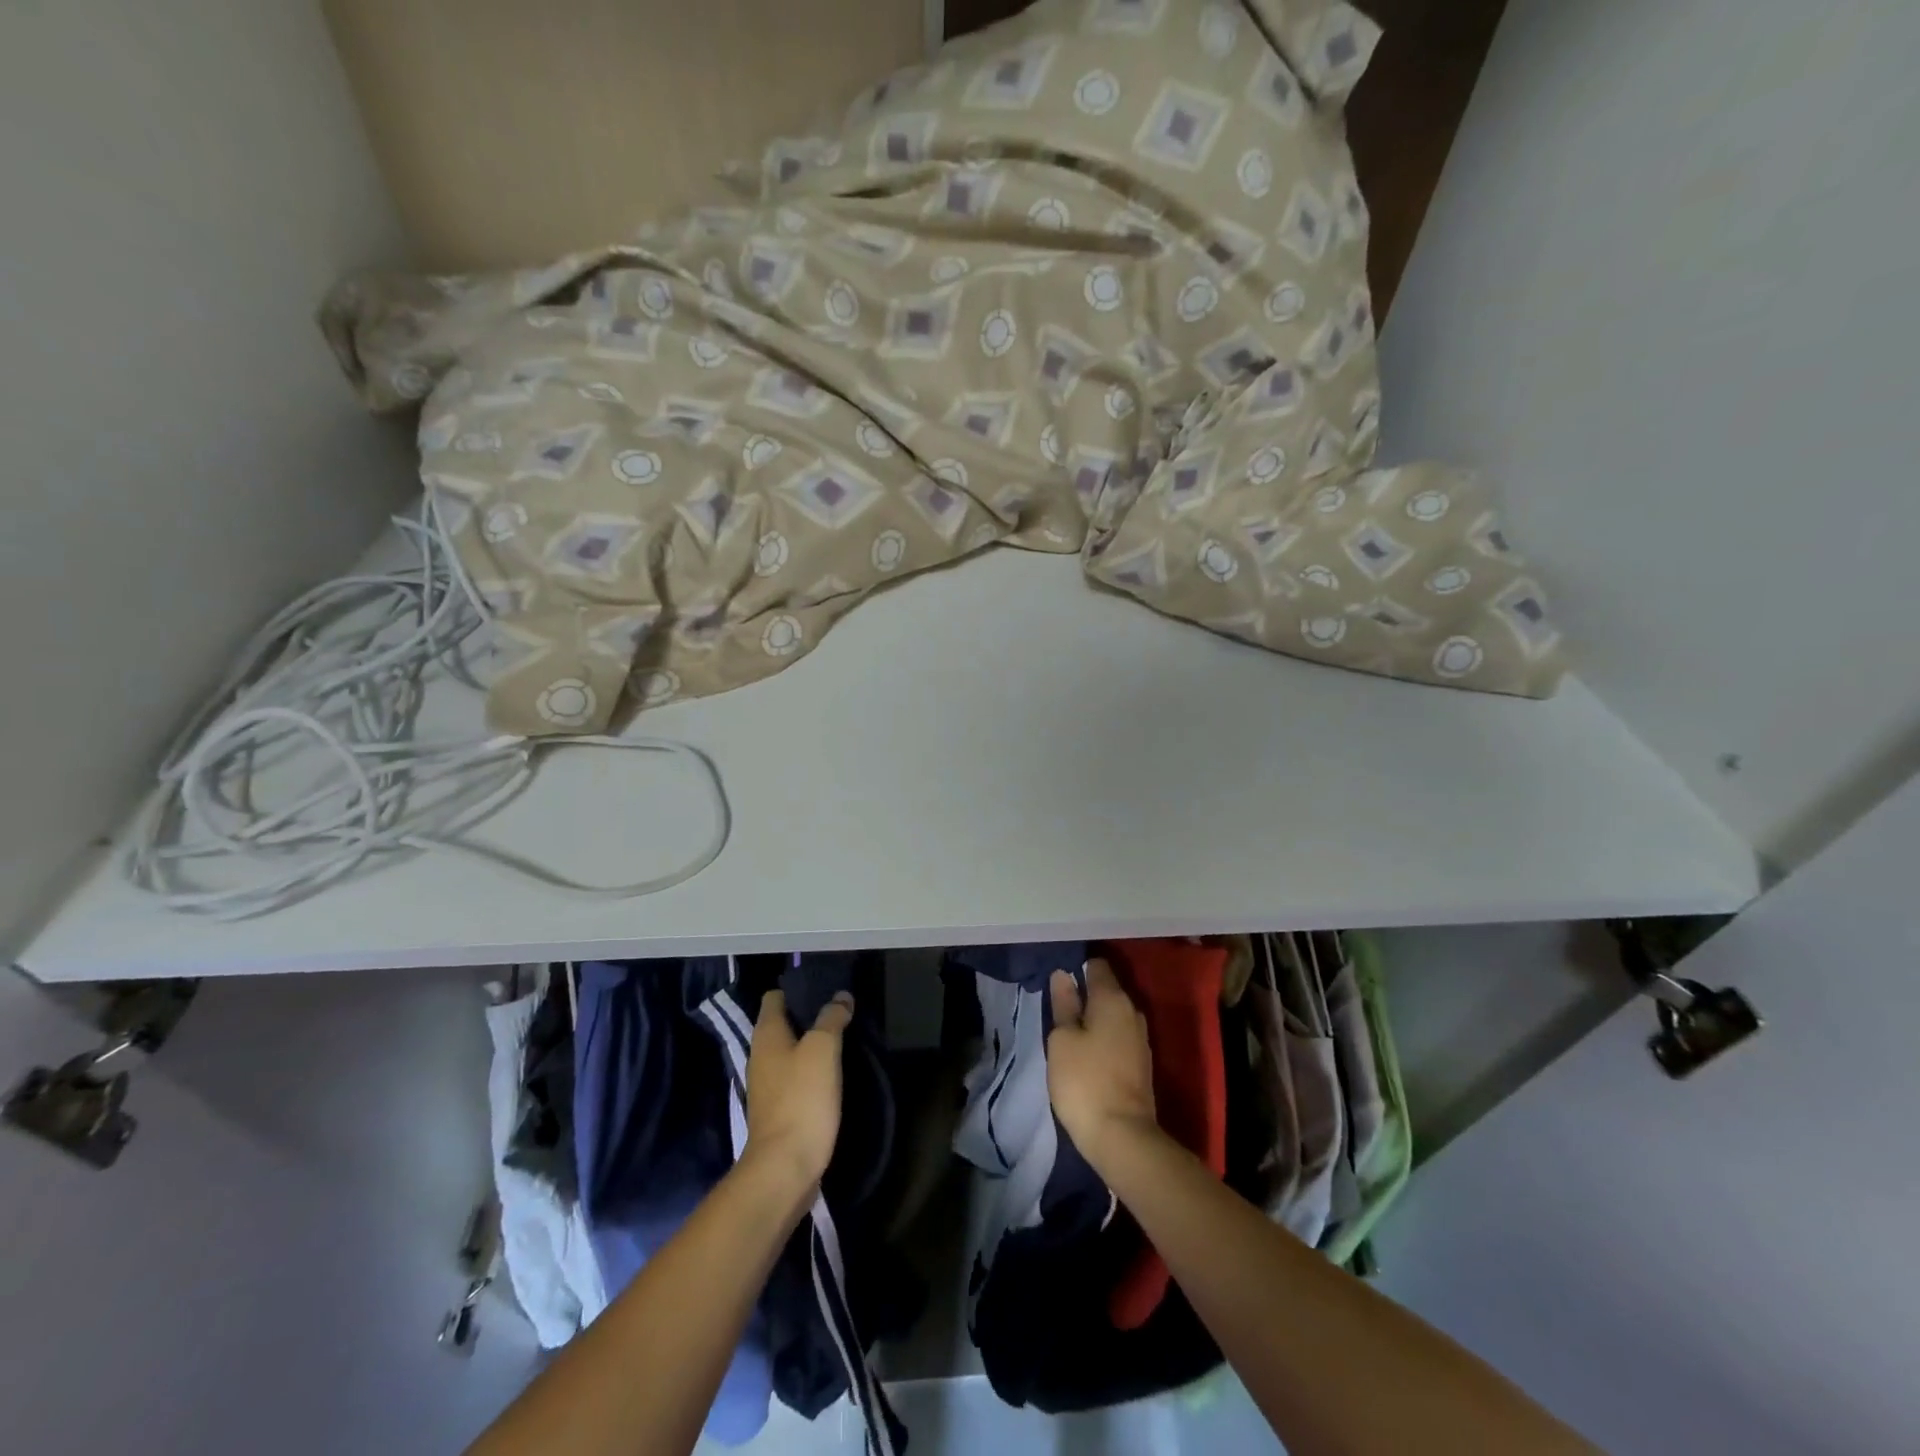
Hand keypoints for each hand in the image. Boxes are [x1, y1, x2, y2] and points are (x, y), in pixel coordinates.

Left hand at [744, 989, 852, 1194]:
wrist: (785, 1167)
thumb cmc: (802, 1099)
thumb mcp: (823, 1049)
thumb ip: (831, 1018)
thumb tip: (841, 997)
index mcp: (766, 1035)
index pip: (775, 997)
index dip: (798, 989)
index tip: (827, 988)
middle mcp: (761, 1056)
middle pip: (784, 1024)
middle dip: (810, 1017)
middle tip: (842, 1012)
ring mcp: (768, 1086)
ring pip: (791, 1052)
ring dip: (813, 1045)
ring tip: (844, 1039)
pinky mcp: (779, 1110)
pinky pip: (796, 1078)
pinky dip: (812, 1072)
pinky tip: (834, 1074)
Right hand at [1047, 959, 1160, 1168]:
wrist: (1123, 1136)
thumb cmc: (1084, 1081)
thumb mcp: (1062, 1040)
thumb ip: (1063, 1005)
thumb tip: (1063, 975)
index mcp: (1113, 999)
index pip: (1097, 965)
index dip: (1077, 967)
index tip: (1058, 979)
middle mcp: (1132, 1011)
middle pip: (1107, 990)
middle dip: (1085, 994)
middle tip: (1058, 1007)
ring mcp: (1141, 1039)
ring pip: (1113, 1015)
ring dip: (1094, 1018)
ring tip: (1069, 1030)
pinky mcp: (1142, 1063)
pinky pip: (1119, 1037)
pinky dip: (1103, 1038)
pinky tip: (1087, 1052)